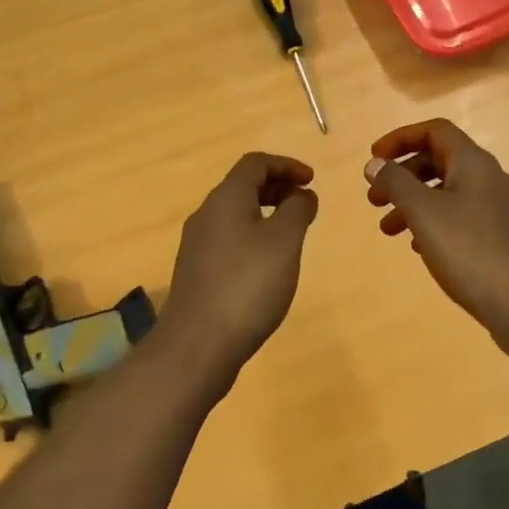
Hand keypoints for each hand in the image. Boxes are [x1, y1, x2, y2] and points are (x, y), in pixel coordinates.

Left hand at [154, 153, 318, 395]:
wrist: (197, 345)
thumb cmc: (247, 285)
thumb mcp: (284, 242)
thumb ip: (297, 210)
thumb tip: (302, 193)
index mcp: (225, 199)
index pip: (255, 163)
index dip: (286, 165)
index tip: (312, 181)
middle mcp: (206, 215)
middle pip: (242, 186)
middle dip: (277, 188)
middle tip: (305, 204)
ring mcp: (197, 246)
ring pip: (235, 215)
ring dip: (265, 214)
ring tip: (292, 235)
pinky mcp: (196, 272)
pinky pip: (228, 240)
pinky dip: (253, 238)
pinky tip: (268, 266)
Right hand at [363, 119, 508, 355]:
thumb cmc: (469, 251)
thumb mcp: (424, 213)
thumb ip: (396, 183)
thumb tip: (375, 163)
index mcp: (473, 163)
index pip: (434, 131)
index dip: (400, 139)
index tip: (373, 160)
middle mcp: (489, 178)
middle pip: (439, 160)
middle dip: (402, 175)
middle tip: (374, 200)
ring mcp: (497, 208)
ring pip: (446, 192)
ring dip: (413, 203)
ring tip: (387, 229)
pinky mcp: (499, 236)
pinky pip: (458, 216)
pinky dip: (432, 222)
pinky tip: (417, 247)